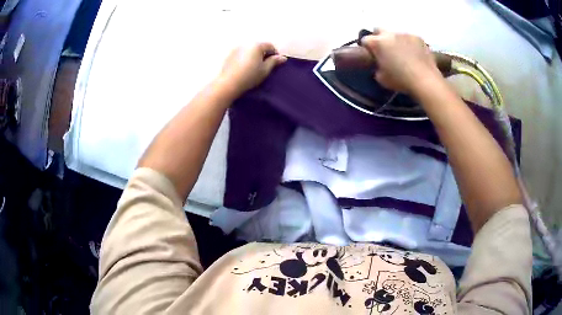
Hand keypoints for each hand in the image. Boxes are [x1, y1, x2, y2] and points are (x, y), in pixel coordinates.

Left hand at [219, 43, 286, 96]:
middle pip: (259, 46)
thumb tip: (283, 57)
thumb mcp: (265, 70)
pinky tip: (244, 68)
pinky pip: (241, 54)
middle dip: (264, 54)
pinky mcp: (229, 55)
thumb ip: (274, 62)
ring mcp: (236, 48)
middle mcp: (246, 44)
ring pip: (249, 50)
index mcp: (256, 45)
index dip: (275, 53)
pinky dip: (245, 58)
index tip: (276, 63)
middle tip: (265, 65)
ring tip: (254, 67)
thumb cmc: (250, 76)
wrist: (229, 83)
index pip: (270, 46)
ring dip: (254, 55)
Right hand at [361, 30, 441, 93]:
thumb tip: (380, 64)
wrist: (425, 80)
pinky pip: (410, 38)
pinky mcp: (418, 37)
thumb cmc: (401, 80)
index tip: (371, 55)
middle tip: (385, 50)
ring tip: (403, 54)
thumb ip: (377, 67)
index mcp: (378, 43)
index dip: (367, 48)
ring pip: (396, 34)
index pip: (365, 40)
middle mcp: (389, 34)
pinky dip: (410, 44)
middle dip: (379, 38)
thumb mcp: (381, 78)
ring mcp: (405, 34)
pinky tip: (415, 55)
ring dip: (396, 41)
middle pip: (378, 30)